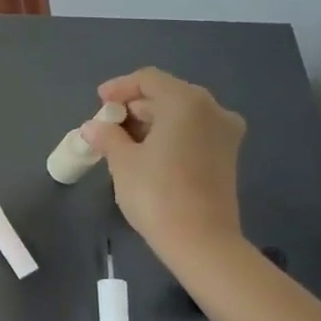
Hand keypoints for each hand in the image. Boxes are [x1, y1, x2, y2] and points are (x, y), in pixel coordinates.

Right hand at [81, 67, 246, 265]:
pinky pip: (193, 131)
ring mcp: (225, 132)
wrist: (201, 241)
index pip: (148, 79)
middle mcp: (212, 109)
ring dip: (152, 121)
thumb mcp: (122, 161)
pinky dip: (169, 134)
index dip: (120, 87)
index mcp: (186, 102)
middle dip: (135, 105)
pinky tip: (147, 152)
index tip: (99, 102)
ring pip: (182, 114)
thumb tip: (93, 127)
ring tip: (123, 140)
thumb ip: (107, 136)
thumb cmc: (156, 193)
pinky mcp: (227, 155)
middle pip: (167, 94)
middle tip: (108, 124)